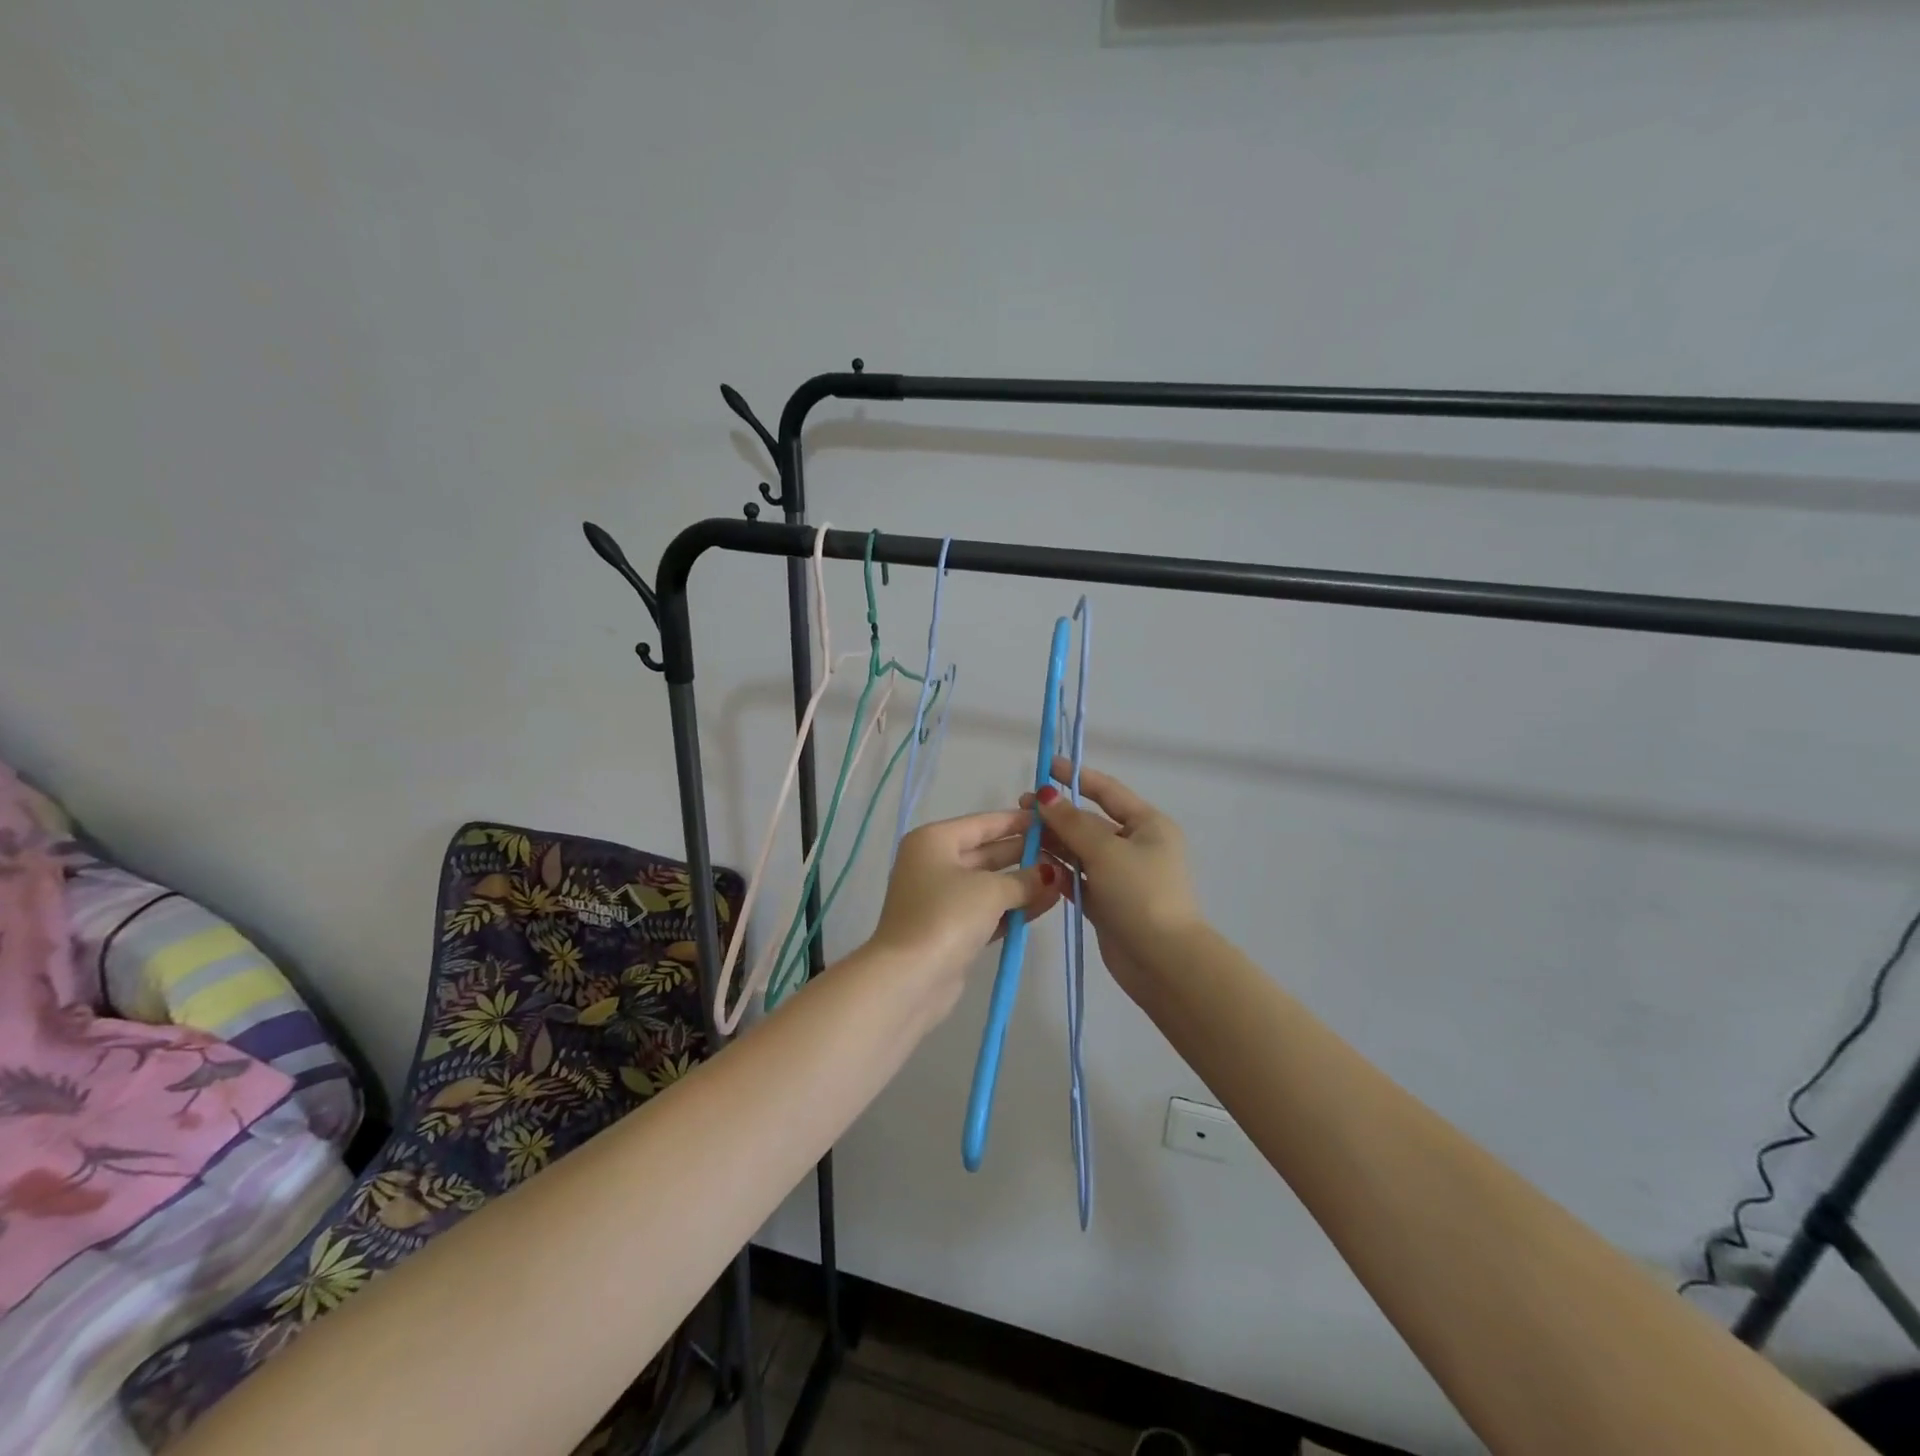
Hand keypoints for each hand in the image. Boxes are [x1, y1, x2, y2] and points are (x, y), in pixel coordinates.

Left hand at [866, 810, 1062, 1008]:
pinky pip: (988, 910)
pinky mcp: (950, 929)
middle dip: (1025, 854)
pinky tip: (1046, 904)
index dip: (1018, 822)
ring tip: (1064, 881)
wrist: (909, 978)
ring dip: (1023, 883)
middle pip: (987, 852)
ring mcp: (941, 898)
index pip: (983, 823)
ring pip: (989, 883)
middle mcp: (934, 863)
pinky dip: (1013, 908)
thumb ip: (1025, 879)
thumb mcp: (990, 890)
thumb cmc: (947, 916)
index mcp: (934, 841)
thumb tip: (1051, 874)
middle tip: (1064, 853)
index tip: (1052, 821)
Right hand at [1025, 761, 1202, 999]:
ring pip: (1081, 850)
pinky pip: (1078, 877)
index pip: (1107, 791)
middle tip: (1022, 807)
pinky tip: (1033, 862)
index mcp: (1148, 825)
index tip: (1046, 767)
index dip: (1076, 777)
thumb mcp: (1106, 851)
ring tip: (1020, 834)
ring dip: (1054, 841)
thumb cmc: (1141, 893)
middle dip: (1058, 813)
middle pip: (1090, 822)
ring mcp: (1121, 875)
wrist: (1163, 960)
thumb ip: (1072, 822)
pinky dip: (1059, 869)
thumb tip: (1047, 795)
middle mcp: (1136, 845)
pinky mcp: (1107, 902)